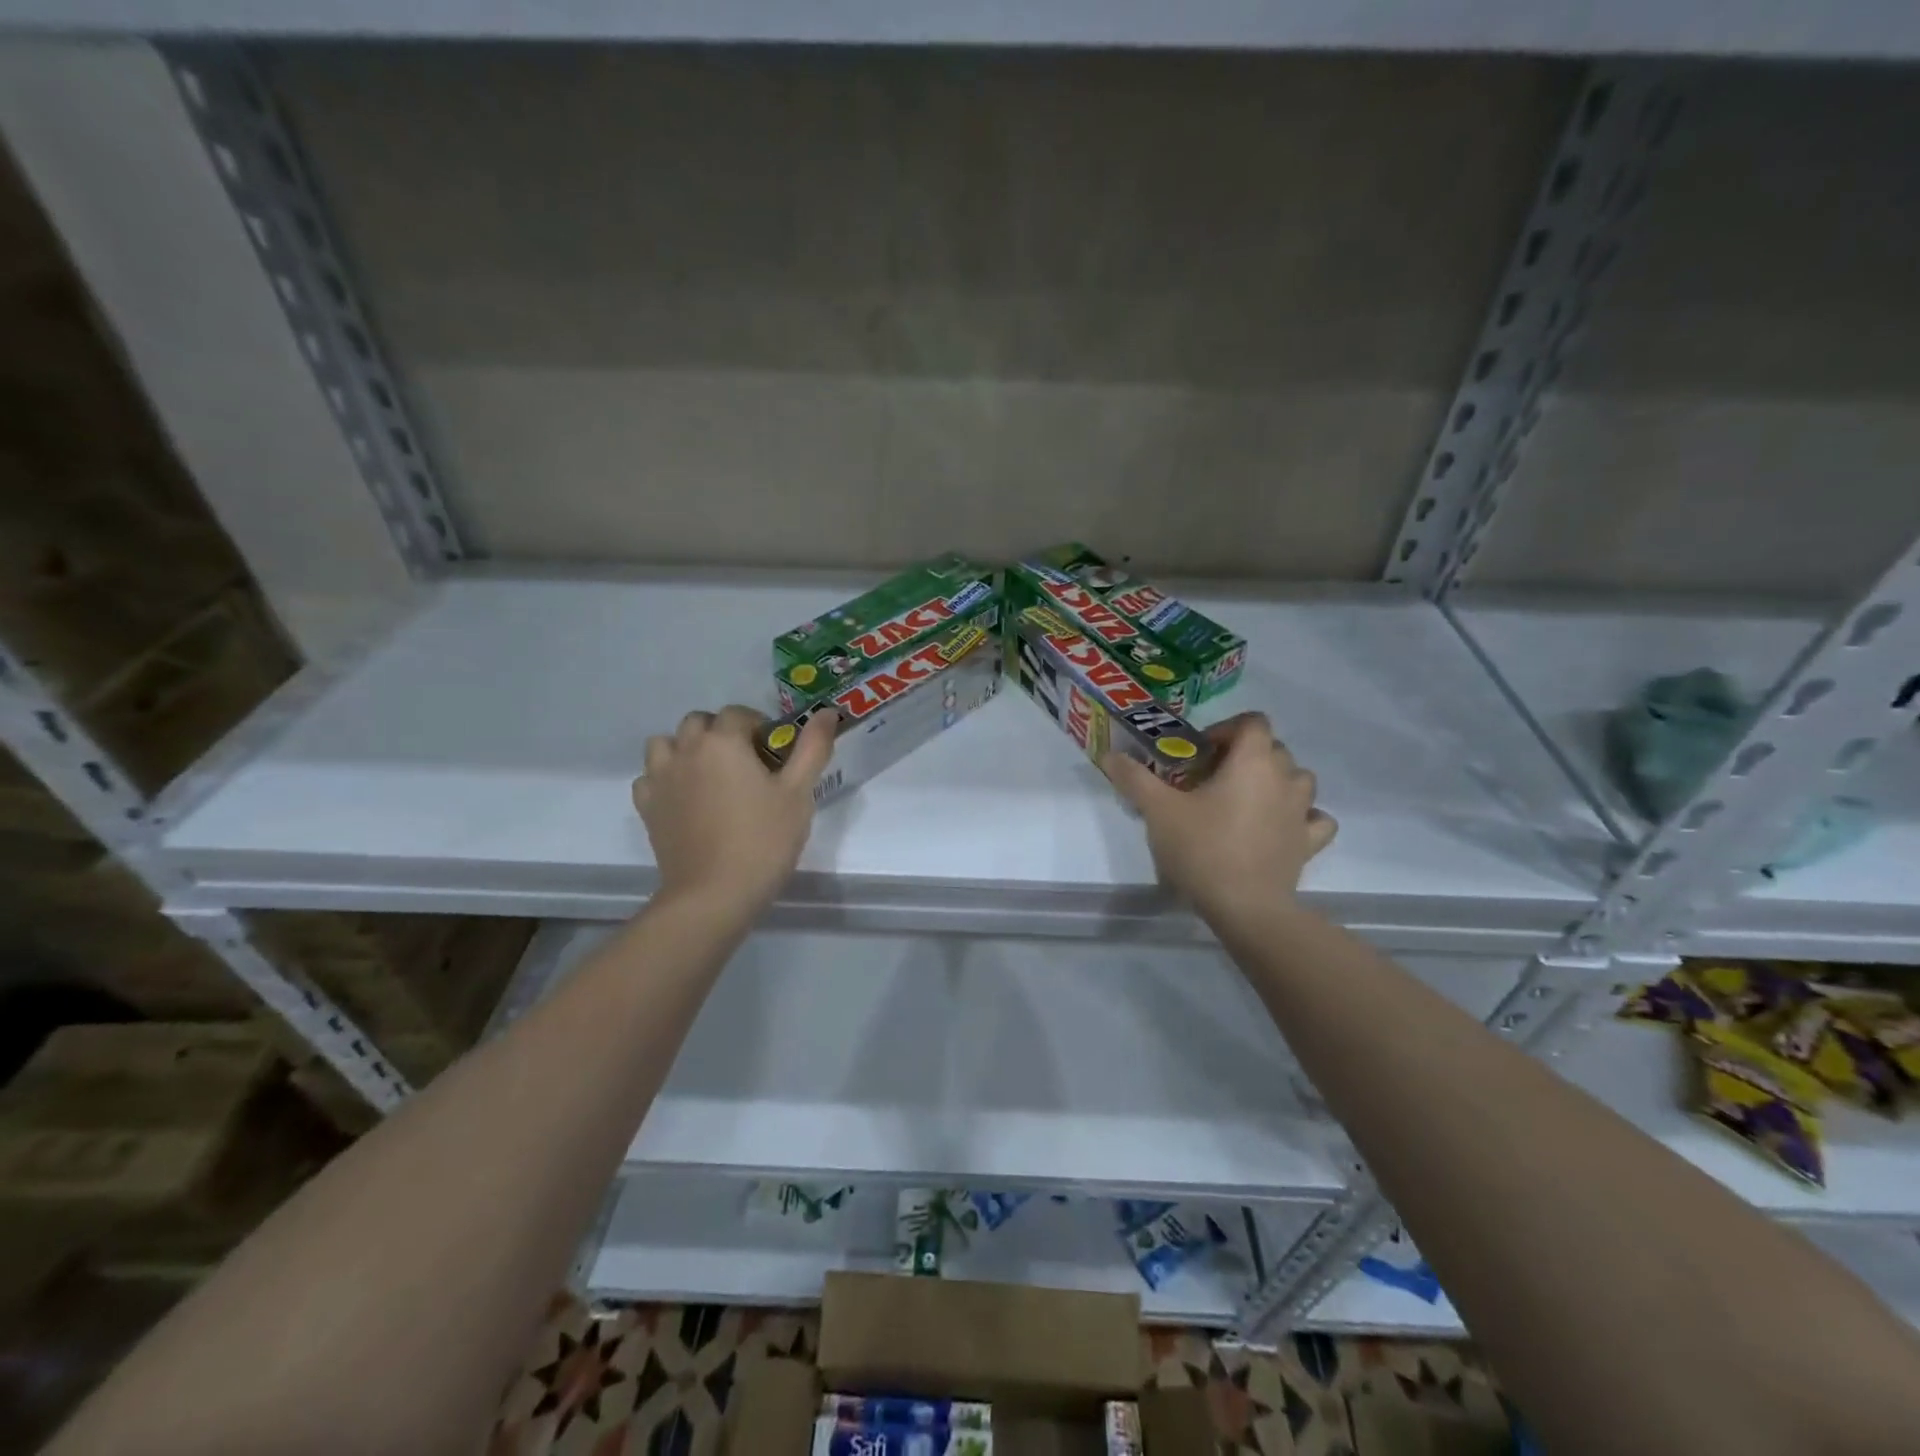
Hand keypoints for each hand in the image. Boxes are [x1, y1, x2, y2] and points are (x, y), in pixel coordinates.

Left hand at [632, 705, 835, 920]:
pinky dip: (665, 778)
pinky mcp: (647, 807)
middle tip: (746, 763)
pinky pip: (650, 777)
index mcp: (723, 741)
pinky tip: (686, 798)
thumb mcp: (798, 793)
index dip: (759, 726)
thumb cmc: (763, 840)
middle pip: (699, 722)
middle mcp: (686, 750)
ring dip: (686, 749)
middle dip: (722, 732)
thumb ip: (813, 747)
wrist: (713, 895)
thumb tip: (828, 712)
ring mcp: (660, 778)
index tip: (775, 753)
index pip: (739, 714)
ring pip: (666, 744)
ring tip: (710, 775)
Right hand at [1104, 711, 1336, 921]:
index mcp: (1252, 761)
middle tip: (1211, 779)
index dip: (1226, 729)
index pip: (1252, 721)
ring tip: (1244, 801)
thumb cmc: (1202, 848)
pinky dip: (1301, 817)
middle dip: (1244, 756)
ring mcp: (1302, 811)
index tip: (1200, 753)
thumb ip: (1134, 778)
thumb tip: (1110, 754)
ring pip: (1298, 779)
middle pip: (1273, 748)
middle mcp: (1285, 778)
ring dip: (1275, 781)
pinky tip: (1280, 826)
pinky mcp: (1309, 843)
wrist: (1245, 907)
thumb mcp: (1158, 810)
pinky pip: (1314, 819)